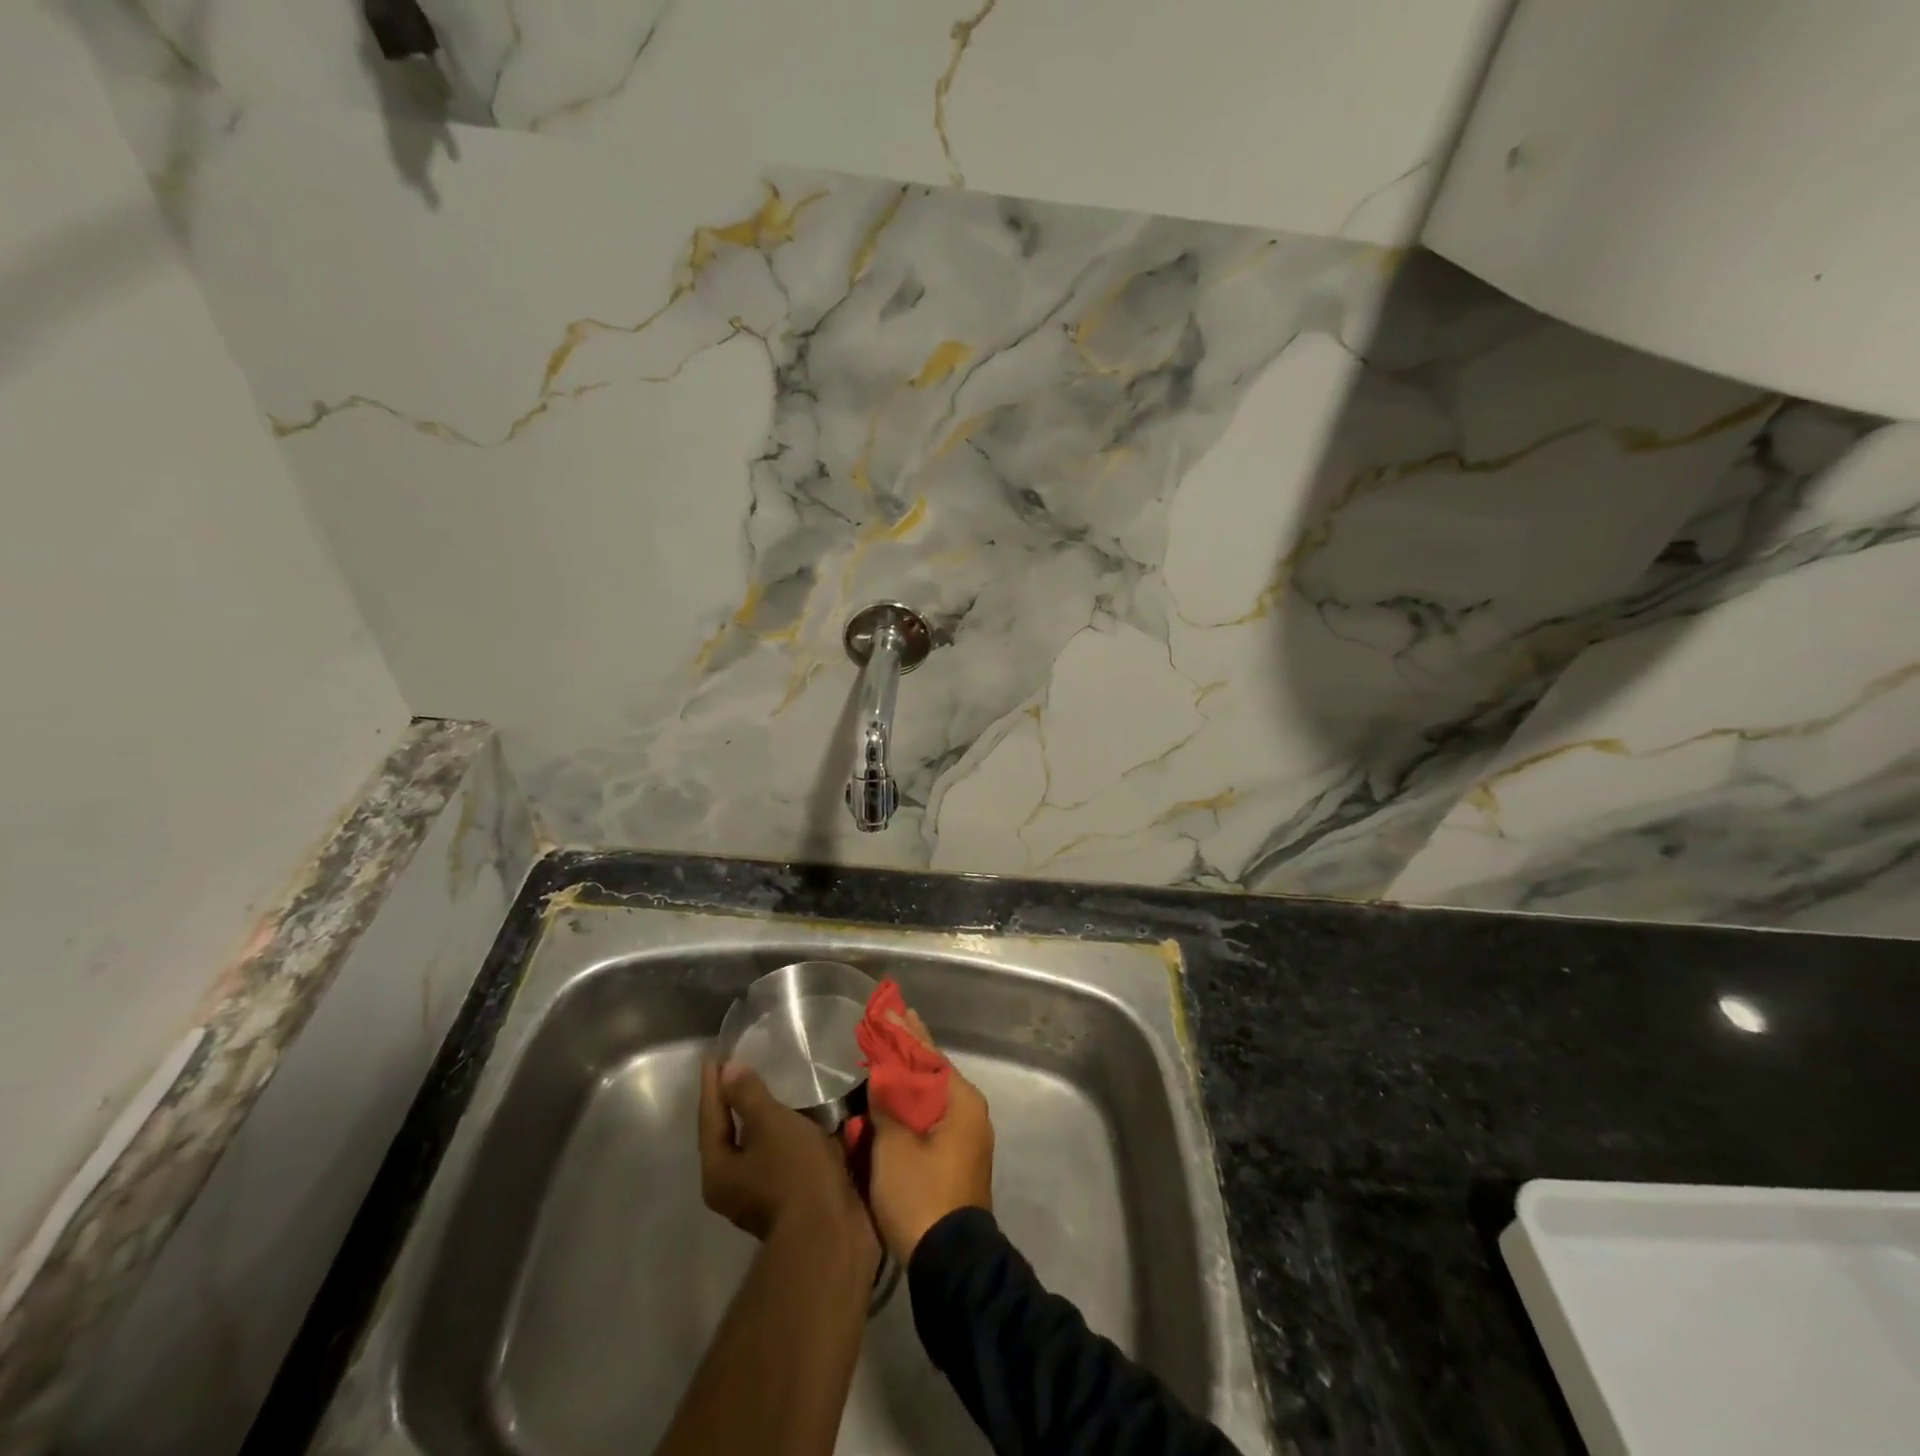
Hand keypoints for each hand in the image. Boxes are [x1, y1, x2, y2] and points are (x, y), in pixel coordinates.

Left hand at [699, 1062, 873, 1257]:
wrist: (830, 1232)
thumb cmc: (794, 1172)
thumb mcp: (770, 1124)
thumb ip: (748, 1096)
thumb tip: (728, 1071)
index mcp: (718, 1171)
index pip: (710, 1118)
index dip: (713, 1086)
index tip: (713, 1057)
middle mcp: (731, 1189)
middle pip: (728, 1137)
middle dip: (734, 1105)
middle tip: (739, 1072)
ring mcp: (759, 1198)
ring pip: (755, 1149)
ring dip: (762, 1121)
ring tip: (771, 1091)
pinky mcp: (788, 1200)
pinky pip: (778, 1157)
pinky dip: (783, 1136)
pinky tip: (797, 1121)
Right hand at [866, 1006, 994, 1262]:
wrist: (949, 1264)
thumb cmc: (921, 1195)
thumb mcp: (894, 1145)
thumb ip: (888, 1102)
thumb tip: (883, 1072)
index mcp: (961, 1101)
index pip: (929, 1054)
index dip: (906, 1031)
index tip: (891, 1008)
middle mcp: (969, 1113)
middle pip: (931, 1074)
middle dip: (905, 1054)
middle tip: (883, 1028)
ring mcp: (964, 1139)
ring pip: (929, 1099)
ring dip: (905, 1083)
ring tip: (882, 1059)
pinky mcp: (955, 1161)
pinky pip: (929, 1121)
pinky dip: (909, 1108)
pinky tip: (889, 1102)